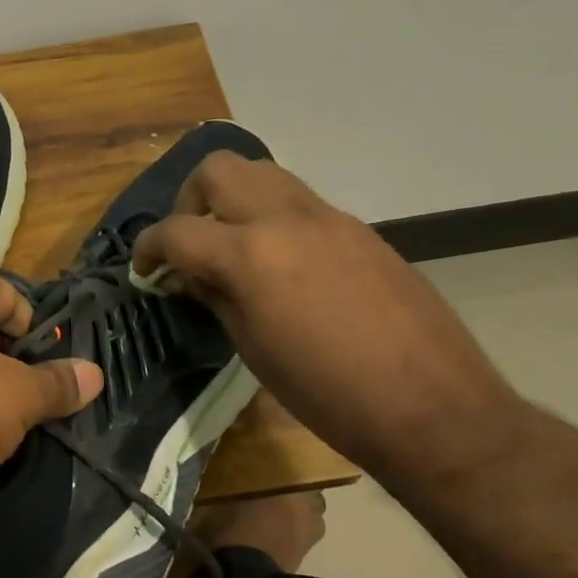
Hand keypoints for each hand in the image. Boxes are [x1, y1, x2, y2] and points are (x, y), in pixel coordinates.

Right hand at [132, 154, 540, 489]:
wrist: (433, 407)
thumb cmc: (328, 394)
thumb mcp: (253, 349)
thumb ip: (215, 296)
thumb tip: (187, 275)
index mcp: (251, 254)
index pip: (177, 230)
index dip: (148, 249)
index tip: (144, 270)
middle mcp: (286, 218)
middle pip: (218, 169)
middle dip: (189, 200)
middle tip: (190, 243)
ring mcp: (328, 217)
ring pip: (262, 173)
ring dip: (233, 199)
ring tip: (231, 246)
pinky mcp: (358, 228)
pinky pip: (299, 202)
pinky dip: (272, 217)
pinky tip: (280, 264)